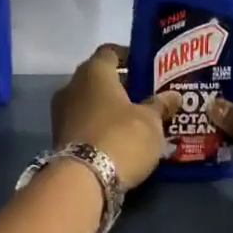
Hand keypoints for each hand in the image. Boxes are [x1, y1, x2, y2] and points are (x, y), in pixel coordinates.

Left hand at [51, 45, 181, 187]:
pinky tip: (119, 138)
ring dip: (109, 108)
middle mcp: (72, 85)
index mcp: (94, 72)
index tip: (146, 67)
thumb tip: (173, 95)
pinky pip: (84, 122)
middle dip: (121, 85)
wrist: (83, 180)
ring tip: (136, 120)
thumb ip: (160, 105)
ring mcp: (62, 112)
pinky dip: (100, 125)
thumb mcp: (150, 122)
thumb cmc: (121, 137)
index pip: (110, 52)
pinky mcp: (59, 136)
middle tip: (146, 95)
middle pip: (99, 78)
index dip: (128, 56)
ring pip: (90, 101)